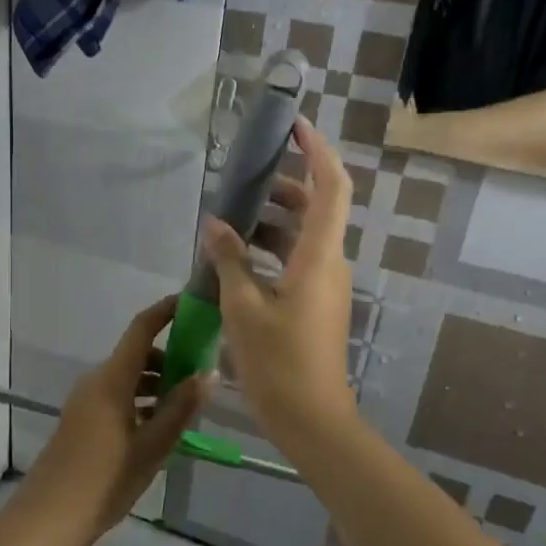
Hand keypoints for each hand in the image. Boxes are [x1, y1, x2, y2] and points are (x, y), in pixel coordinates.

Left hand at [10, 297, 210, 545]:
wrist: (48, 517)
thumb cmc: (104, 480)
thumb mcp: (152, 446)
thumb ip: (180, 408)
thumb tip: (208, 375)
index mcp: (112, 379)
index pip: (141, 328)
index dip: (166, 311)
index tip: (192, 303)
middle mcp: (96, 380)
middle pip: (137, 354)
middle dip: (170, 357)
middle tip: (203, 373)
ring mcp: (86, 400)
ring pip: (128, 377)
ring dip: (157, 383)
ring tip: (188, 406)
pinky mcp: (82, 419)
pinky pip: (117, 395)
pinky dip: (141, 400)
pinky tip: (160, 427)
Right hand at [201, 118, 357, 436]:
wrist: (312, 420)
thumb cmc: (278, 361)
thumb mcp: (243, 306)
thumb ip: (229, 259)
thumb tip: (215, 223)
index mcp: (319, 255)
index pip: (331, 186)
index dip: (317, 150)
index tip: (294, 125)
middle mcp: (329, 262)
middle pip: (314, 207)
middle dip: (281, 187)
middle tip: (241, 180)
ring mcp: (325, 284)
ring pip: (301, 236)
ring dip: (269, 222)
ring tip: (227, 221)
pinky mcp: (315, 303)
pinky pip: (295, 261)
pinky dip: (269, 250)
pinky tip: (234, 259)